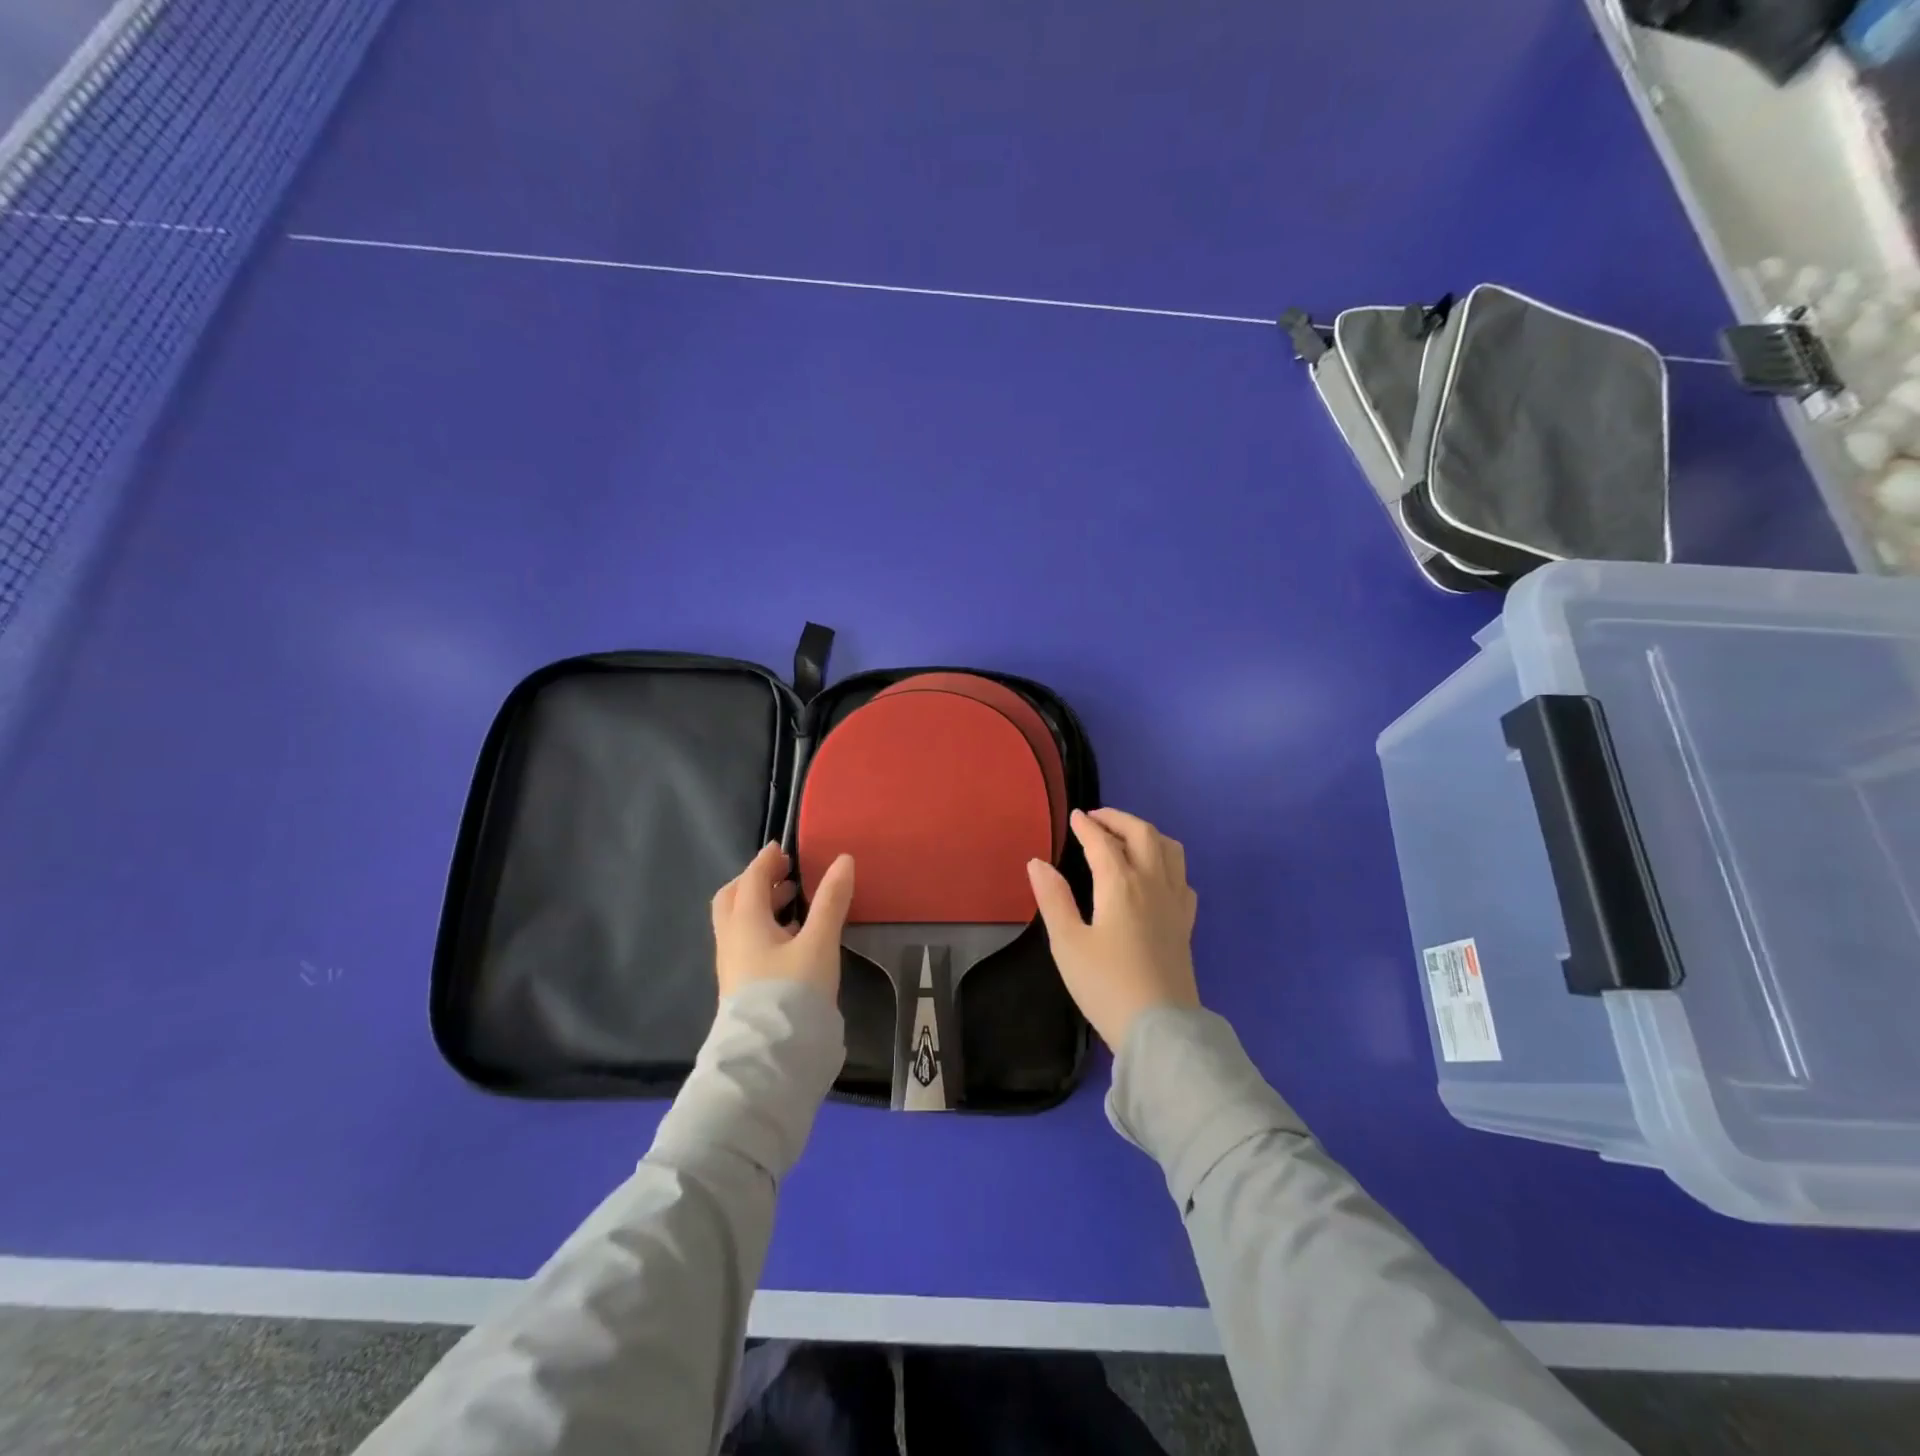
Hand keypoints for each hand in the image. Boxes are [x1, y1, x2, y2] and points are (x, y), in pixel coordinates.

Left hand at [711, 843, 854, 1001]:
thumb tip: (843, 860)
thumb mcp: (819, 942)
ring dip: (761, 906)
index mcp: (745, 921)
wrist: (769, 1058)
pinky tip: (790, 940)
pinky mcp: (740, 986)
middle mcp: (731, 939)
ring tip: (793, 904)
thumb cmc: (792, 992)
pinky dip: (763, 928)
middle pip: (734, 899)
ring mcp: (732, 965)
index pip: (752, 879)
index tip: (783, 849)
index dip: (767, 860)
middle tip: (784, 876)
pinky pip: (745, 943)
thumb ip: (831, 900)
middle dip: (755, 881)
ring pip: (738, 922)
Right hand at [1027, 808, 1198, 1049]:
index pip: (1102, 842)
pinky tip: (1156, 876)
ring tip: (1127, 837)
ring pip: (1170, 850)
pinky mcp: (1186, 923)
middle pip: (1142, 834)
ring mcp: (1175, 903)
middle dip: (1118, 819)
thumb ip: (1053, 898)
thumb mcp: (1068, 943)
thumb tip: (1038, 862)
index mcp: (1121, 884)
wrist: (1159, 1029)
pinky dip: (1167, 862)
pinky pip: (1182, 877)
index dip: (1086, 826)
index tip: (1074, 816)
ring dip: (1147, 834)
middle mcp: (1153, 883)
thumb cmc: (1106, 985)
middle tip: (1097, 819)